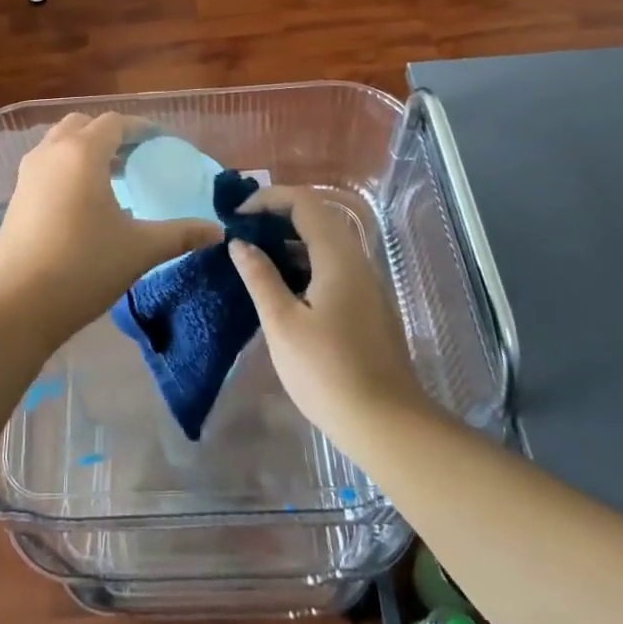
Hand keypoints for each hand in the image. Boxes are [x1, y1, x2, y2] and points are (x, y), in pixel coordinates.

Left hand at [0, 114, 221, 344]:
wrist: (17, 303)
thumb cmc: (83, 267)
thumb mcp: (139, 249)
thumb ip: (181, 234)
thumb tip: (217, 232)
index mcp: (82, 153)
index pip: (115, 122)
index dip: (141, 128)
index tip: (161, 142)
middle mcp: (52, 153)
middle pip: (83, 125)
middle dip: (111, 135)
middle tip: (136, 157)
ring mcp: (28, 174)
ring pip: (60, 143)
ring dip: (86, 150)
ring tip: (112, 178)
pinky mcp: (16, 196)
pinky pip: (46, 165)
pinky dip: (67, 168)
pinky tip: (84, 203)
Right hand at [231, 187, 425, 444]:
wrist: (386, 425)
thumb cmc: (327, 372)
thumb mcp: (282, 323)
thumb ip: (259, 276)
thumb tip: (240, 243)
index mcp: (338, 256)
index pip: (303, 201)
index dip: (267, 198)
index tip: (236, 217)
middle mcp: (357, 260)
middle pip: (316, 217)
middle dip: (275, 216)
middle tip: (240, 235)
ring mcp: (366, 284)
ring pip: (325, 243)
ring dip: (288, 241)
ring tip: (253, 259)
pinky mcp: (367, 306)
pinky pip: (332, 266)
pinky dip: (303, 264)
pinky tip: (281, 289)